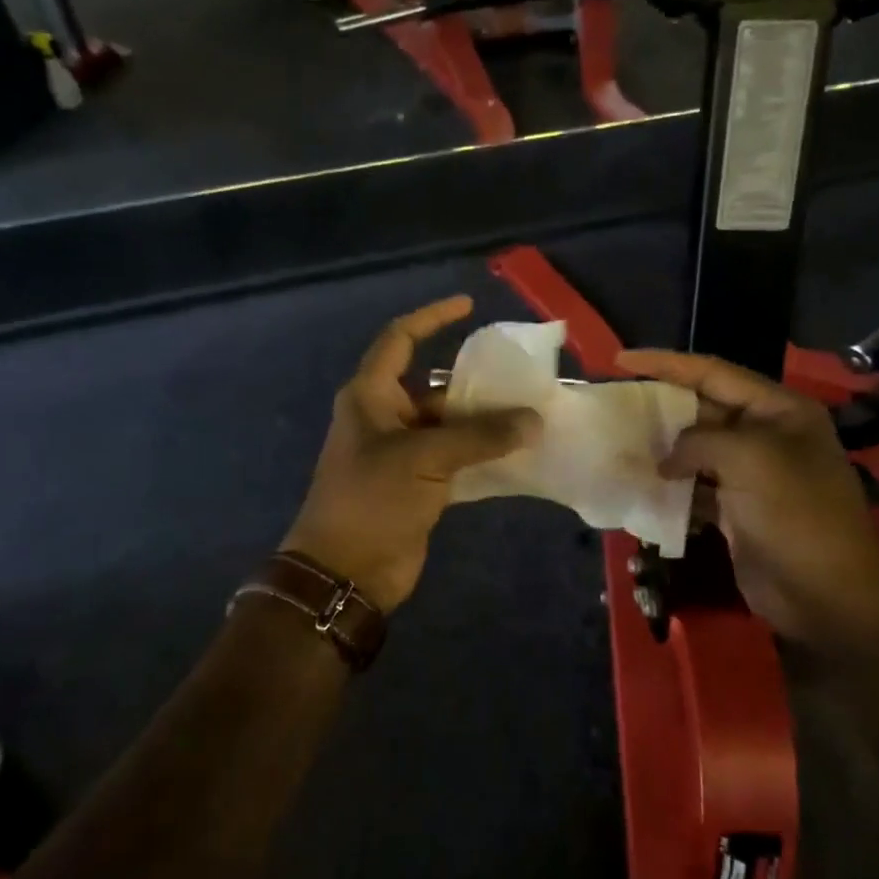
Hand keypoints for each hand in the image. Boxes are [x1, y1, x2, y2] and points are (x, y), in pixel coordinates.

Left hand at [284, 297, 539, 610]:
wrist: (345, 571)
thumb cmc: (372, 500)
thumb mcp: (425, 459)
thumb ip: (480, 436)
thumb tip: (533, 419)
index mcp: (371, 396)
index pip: (400, 339)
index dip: (432, 318)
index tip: (468, 306)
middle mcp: (385, 417)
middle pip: (434, 385)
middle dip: (474, 382)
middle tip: (521, 378)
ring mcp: (401, 452)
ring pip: (449, 424)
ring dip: (484, 422)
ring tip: (530, 414)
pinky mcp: (417, 484)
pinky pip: (455, 457)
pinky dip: (482, 454)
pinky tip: (517, 452)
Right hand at [616, 349, 878, 653]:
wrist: (828, 596)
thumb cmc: (796, 514)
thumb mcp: (749, 458)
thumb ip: (699, 441)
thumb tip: (667, 458)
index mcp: (779, 410)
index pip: (714, 372)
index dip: (666, 363)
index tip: (621, 359)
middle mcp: (767, 435)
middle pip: (703, 408)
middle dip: (661, 405)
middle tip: (616, 403)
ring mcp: (753, 475)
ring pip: (697, 449)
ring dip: (663, 448)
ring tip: (620, 443)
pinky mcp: (738, 510)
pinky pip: (697, 486)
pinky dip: (671, 486)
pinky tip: (642, 486)